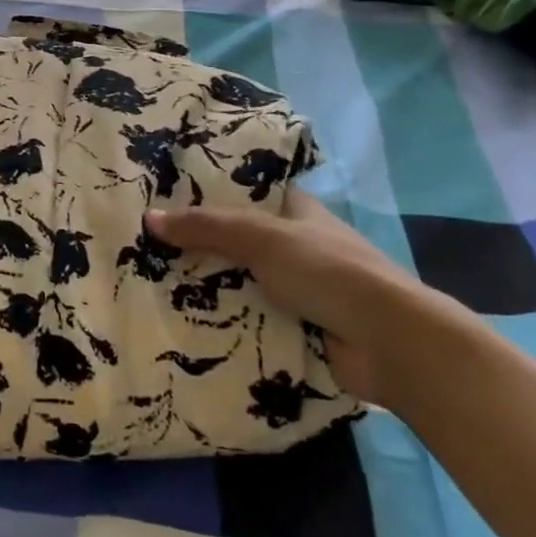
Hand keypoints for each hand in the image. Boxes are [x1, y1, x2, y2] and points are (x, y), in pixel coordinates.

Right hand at [147, 186, 467, 407]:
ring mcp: (298, 289)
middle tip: (144, 245)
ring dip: (208, 287)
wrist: (391, 344)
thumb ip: (205, 227)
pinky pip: (250, 318)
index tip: (161, 196)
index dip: (206, 192)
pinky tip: (182, 322)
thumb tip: (148, 219)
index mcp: (296, 211)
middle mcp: (296, 245)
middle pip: (236, 240)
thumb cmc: (328, 272)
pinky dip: (224, 321)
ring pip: (240, 281)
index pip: (244, 192)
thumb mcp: (261, 238)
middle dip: (197, 245)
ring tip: (151, 283)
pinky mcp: (298, 328)